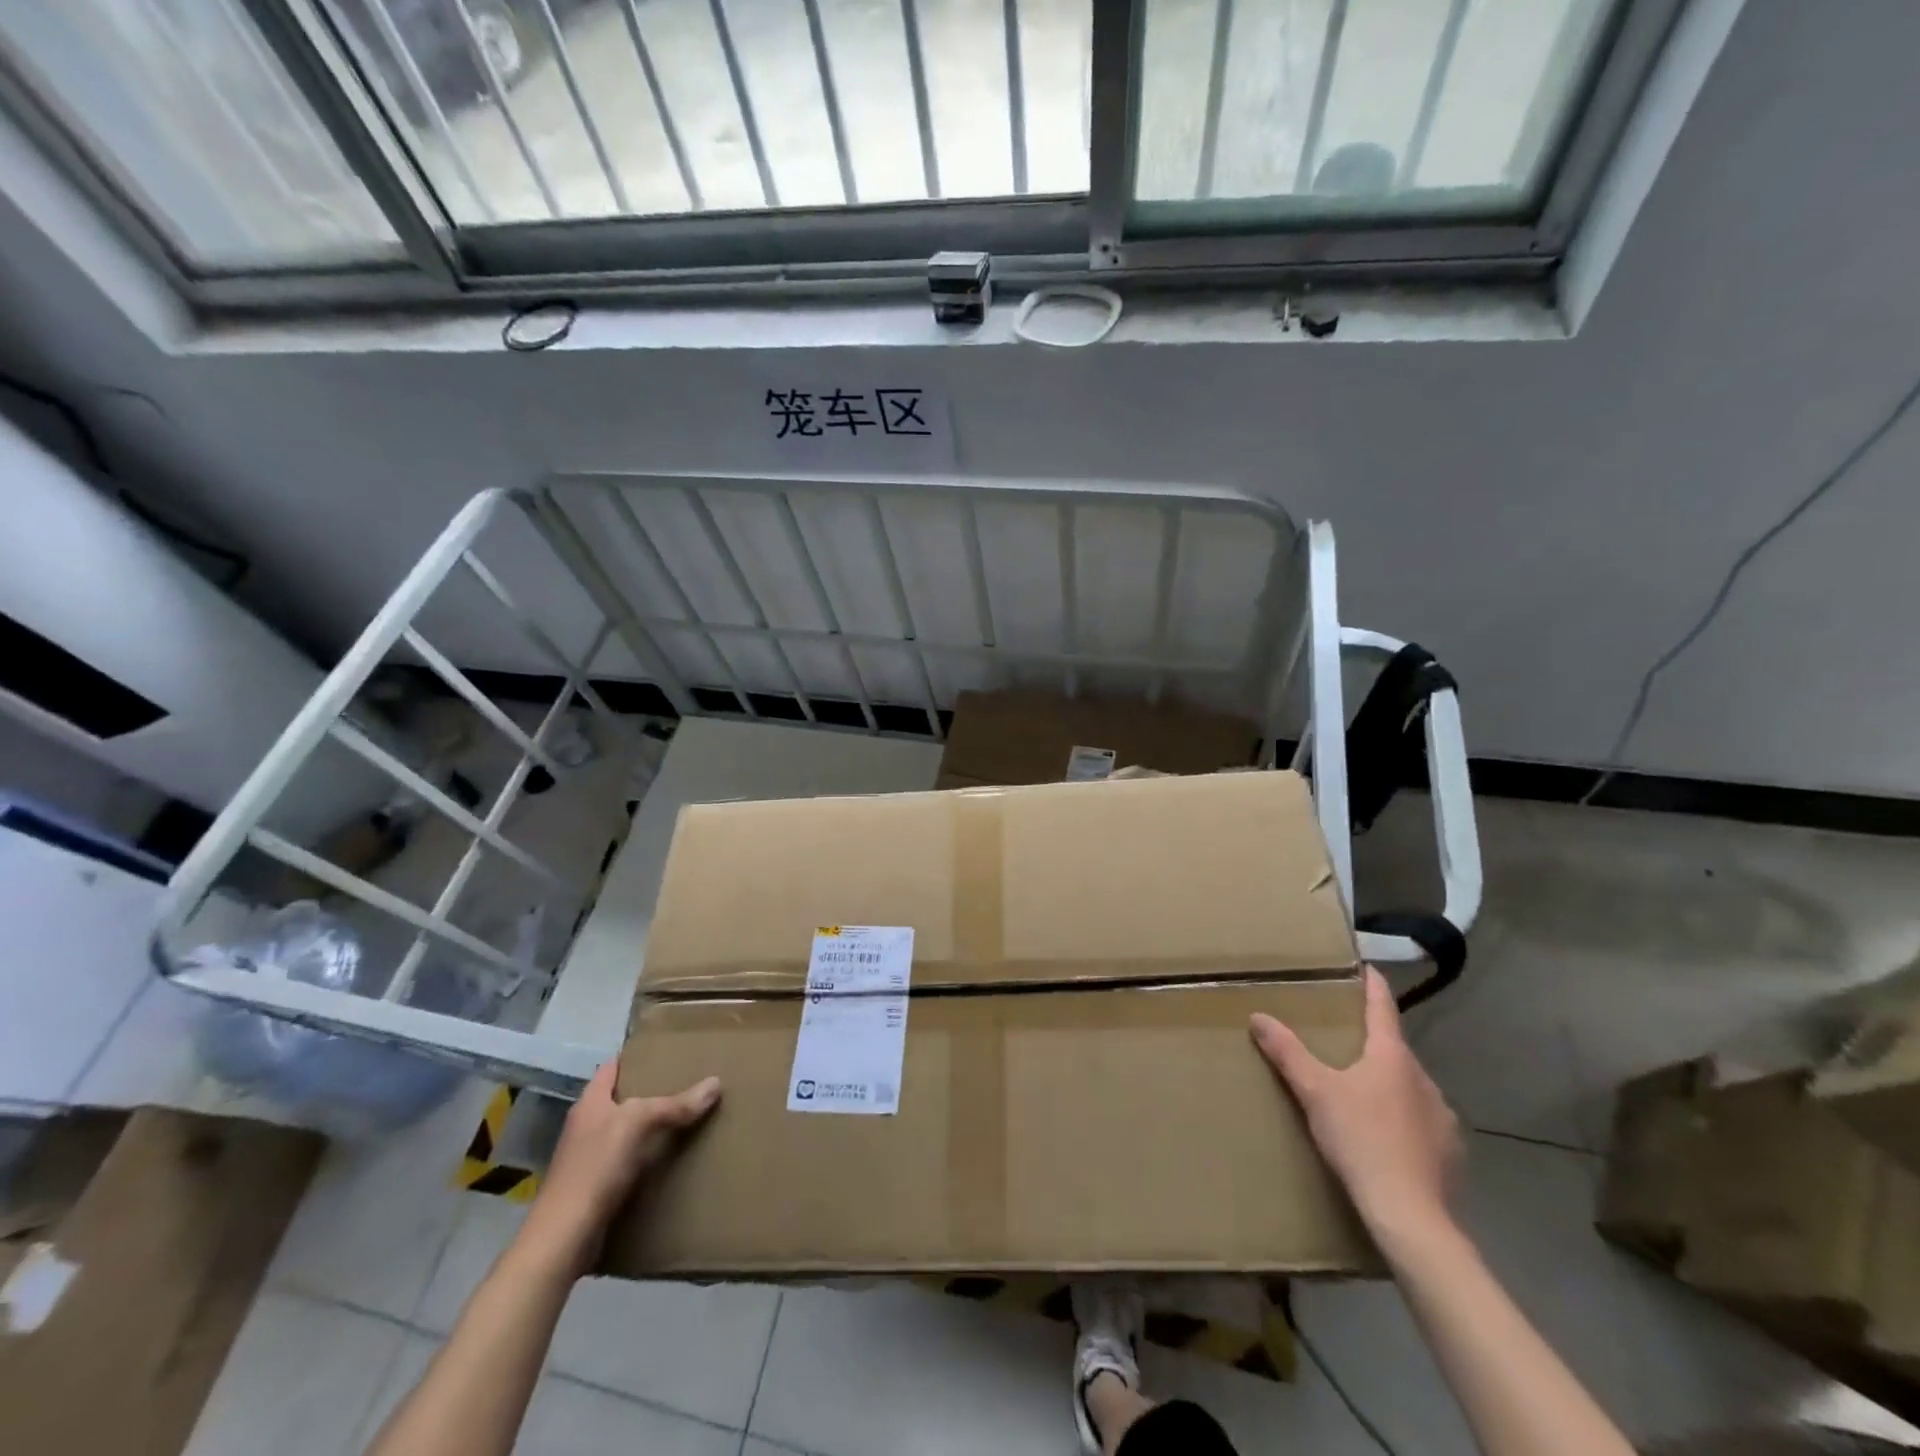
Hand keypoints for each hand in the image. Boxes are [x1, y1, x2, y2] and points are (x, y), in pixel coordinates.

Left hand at [521, 1062, 720, 1273]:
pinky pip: (627, 1160)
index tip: (666, 1049)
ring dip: (650, 1125)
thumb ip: (675, 1104)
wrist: (564, 1237)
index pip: (613, 1067)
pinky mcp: (595, 1186)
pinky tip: (669, 1157)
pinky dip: (646, 1155)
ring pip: (626, 1130)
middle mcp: (586, 1125)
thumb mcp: (638, 1124)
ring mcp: (588, 1157)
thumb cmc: (595, 1167)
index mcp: (590, 1102)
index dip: (636, 1056)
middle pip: (622, 1098)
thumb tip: (715, 1083)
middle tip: (687, 1080)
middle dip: (651, 1090)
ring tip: (685, 1115)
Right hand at [1251, 967, 1461, 1244]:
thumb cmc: (1360, 1139)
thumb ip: (1287, 1052)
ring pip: (1410, 1088)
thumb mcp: (1314, 1092)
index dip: (1372, 985)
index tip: (1366, 967)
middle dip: (1372, 1043)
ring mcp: (1442, 1118)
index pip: (1383, 1007)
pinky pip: (1422, 1122)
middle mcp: (1424, 1080)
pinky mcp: (1450, 1153)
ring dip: (1388, 1084)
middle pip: (1395, 1050)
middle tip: (1344, 1042)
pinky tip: (1386, 1138)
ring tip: (1361, 1095)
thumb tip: (1258, 1016)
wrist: (1410, 1216)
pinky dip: (1403, 1120)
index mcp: (1392, 1057)